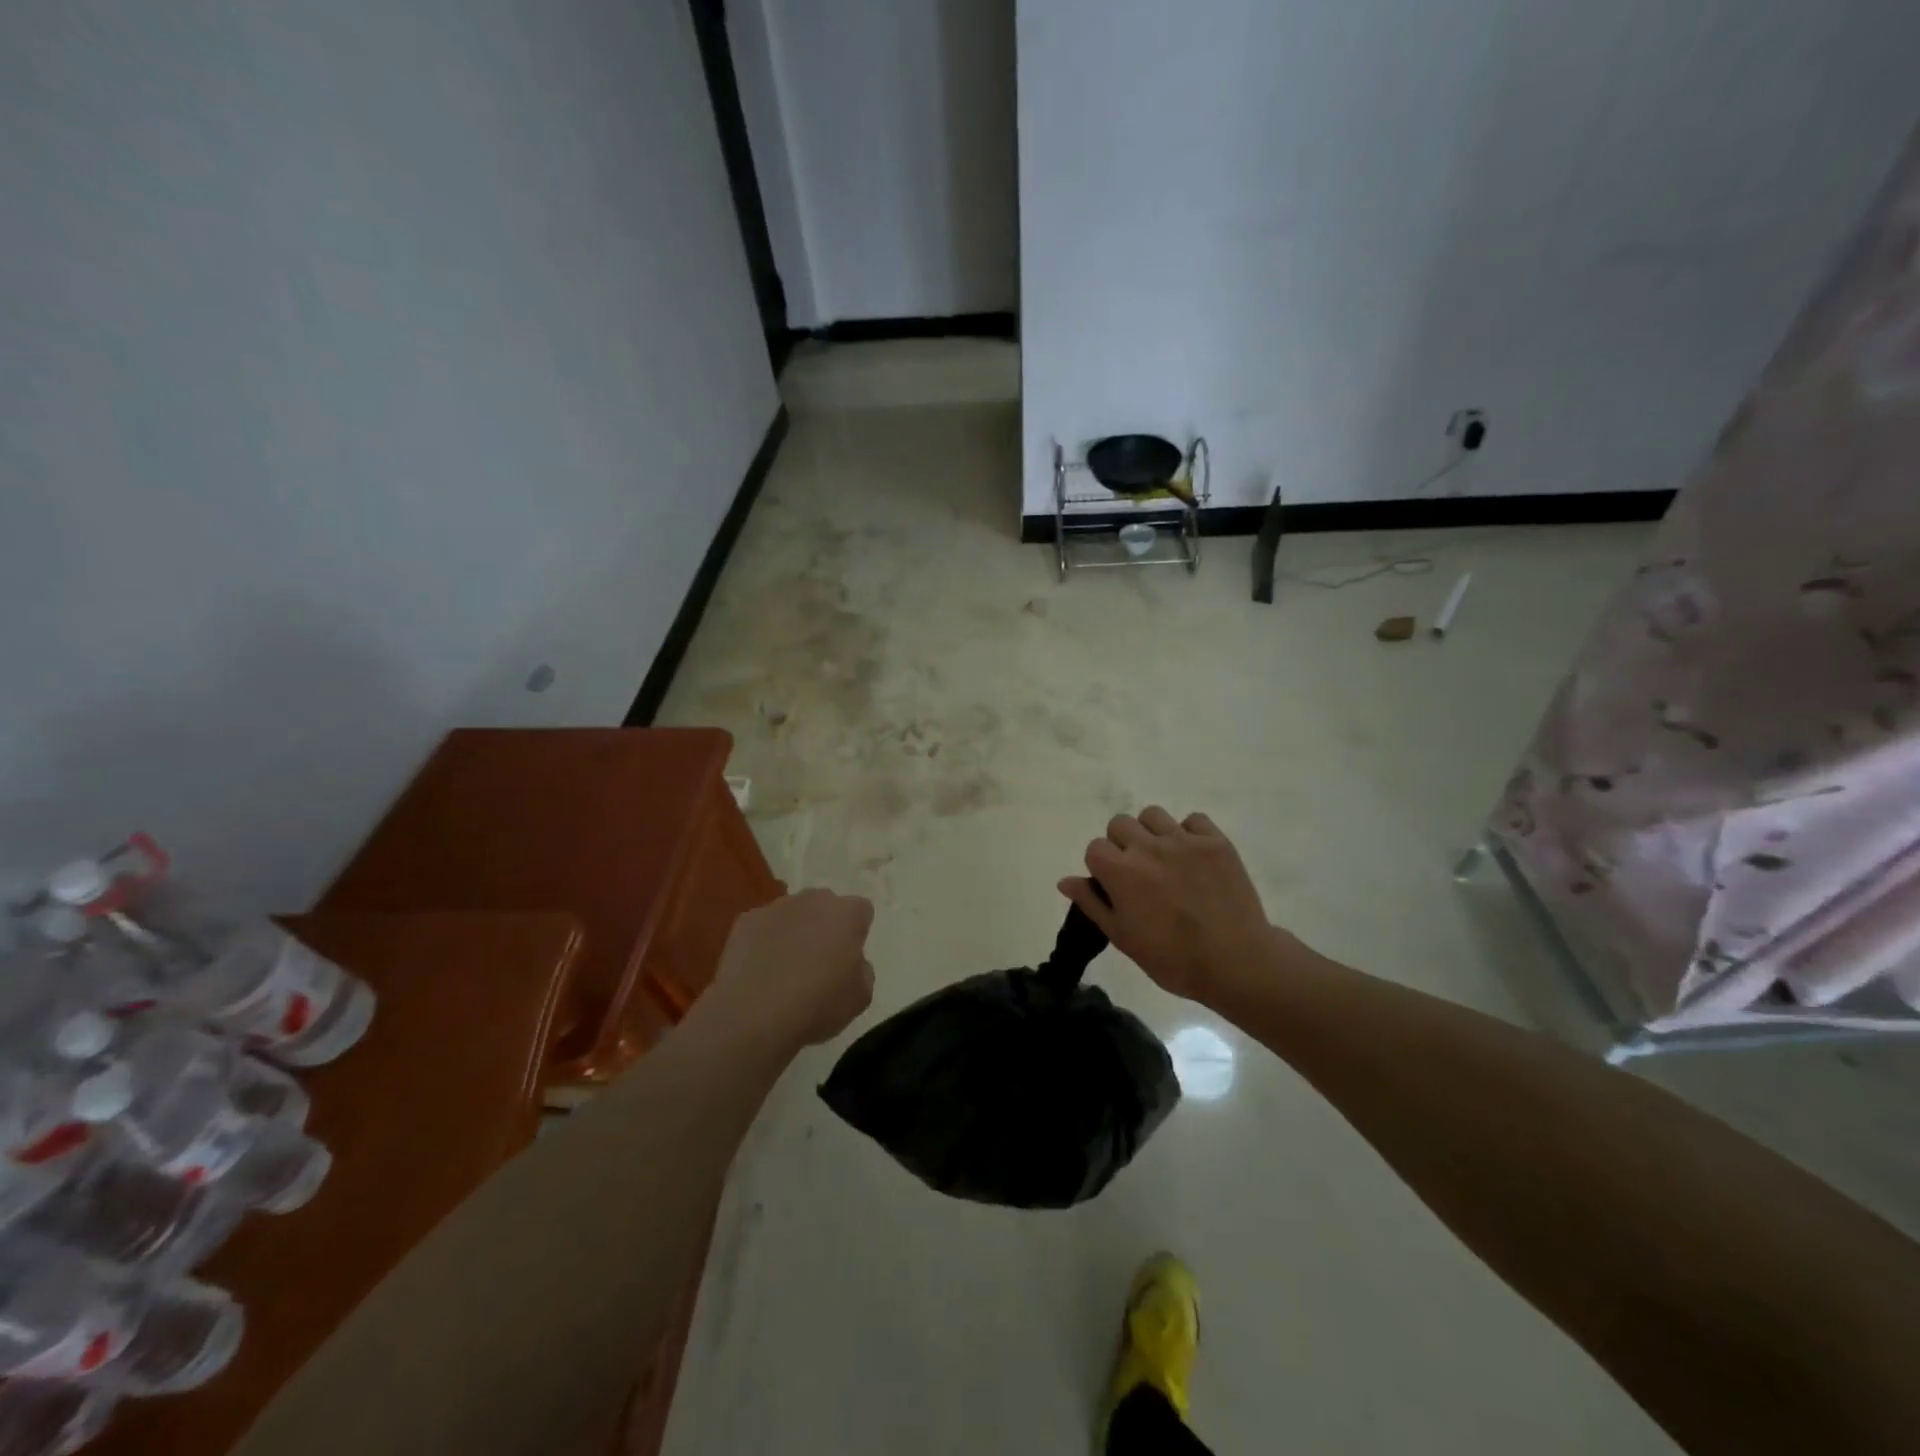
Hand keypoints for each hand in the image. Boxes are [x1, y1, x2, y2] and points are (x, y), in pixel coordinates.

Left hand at [703, 890, 875, 1053]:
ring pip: (793, 913)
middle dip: (825, 926)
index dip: (857, 933)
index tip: (849, 958)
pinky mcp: (745, 921)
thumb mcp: (860, 998)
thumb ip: (862, 970)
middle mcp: (813, 900)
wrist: (753, 1016)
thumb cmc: (816, 1005)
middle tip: (819, 961)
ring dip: (794, 931)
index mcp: (847, 914)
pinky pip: (763, 926)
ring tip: (785, 968)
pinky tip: (760, 971)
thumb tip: (852, 962)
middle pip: (825, 906)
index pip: (861, 911)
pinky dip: (764, 941)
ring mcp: (776, 907)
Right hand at [1059, 808, 1278, 1006]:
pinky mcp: (1215, 842)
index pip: (1095, 847)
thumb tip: (1065, 880)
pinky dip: (1189, 833)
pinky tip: (1194, 857)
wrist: (1235, 962)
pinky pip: (1193, 819)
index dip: (1101, 866)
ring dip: (1152, 832)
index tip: (1114, 886)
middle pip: (1120, 823)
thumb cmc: (1172, 958)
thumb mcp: (1122, 937)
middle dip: (1122, 844)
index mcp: (1120, 871)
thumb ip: (1092, 903)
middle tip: (1139, 872)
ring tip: (1165, 858)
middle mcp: (1147, 847)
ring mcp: (1183, 841)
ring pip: (1153, 815)